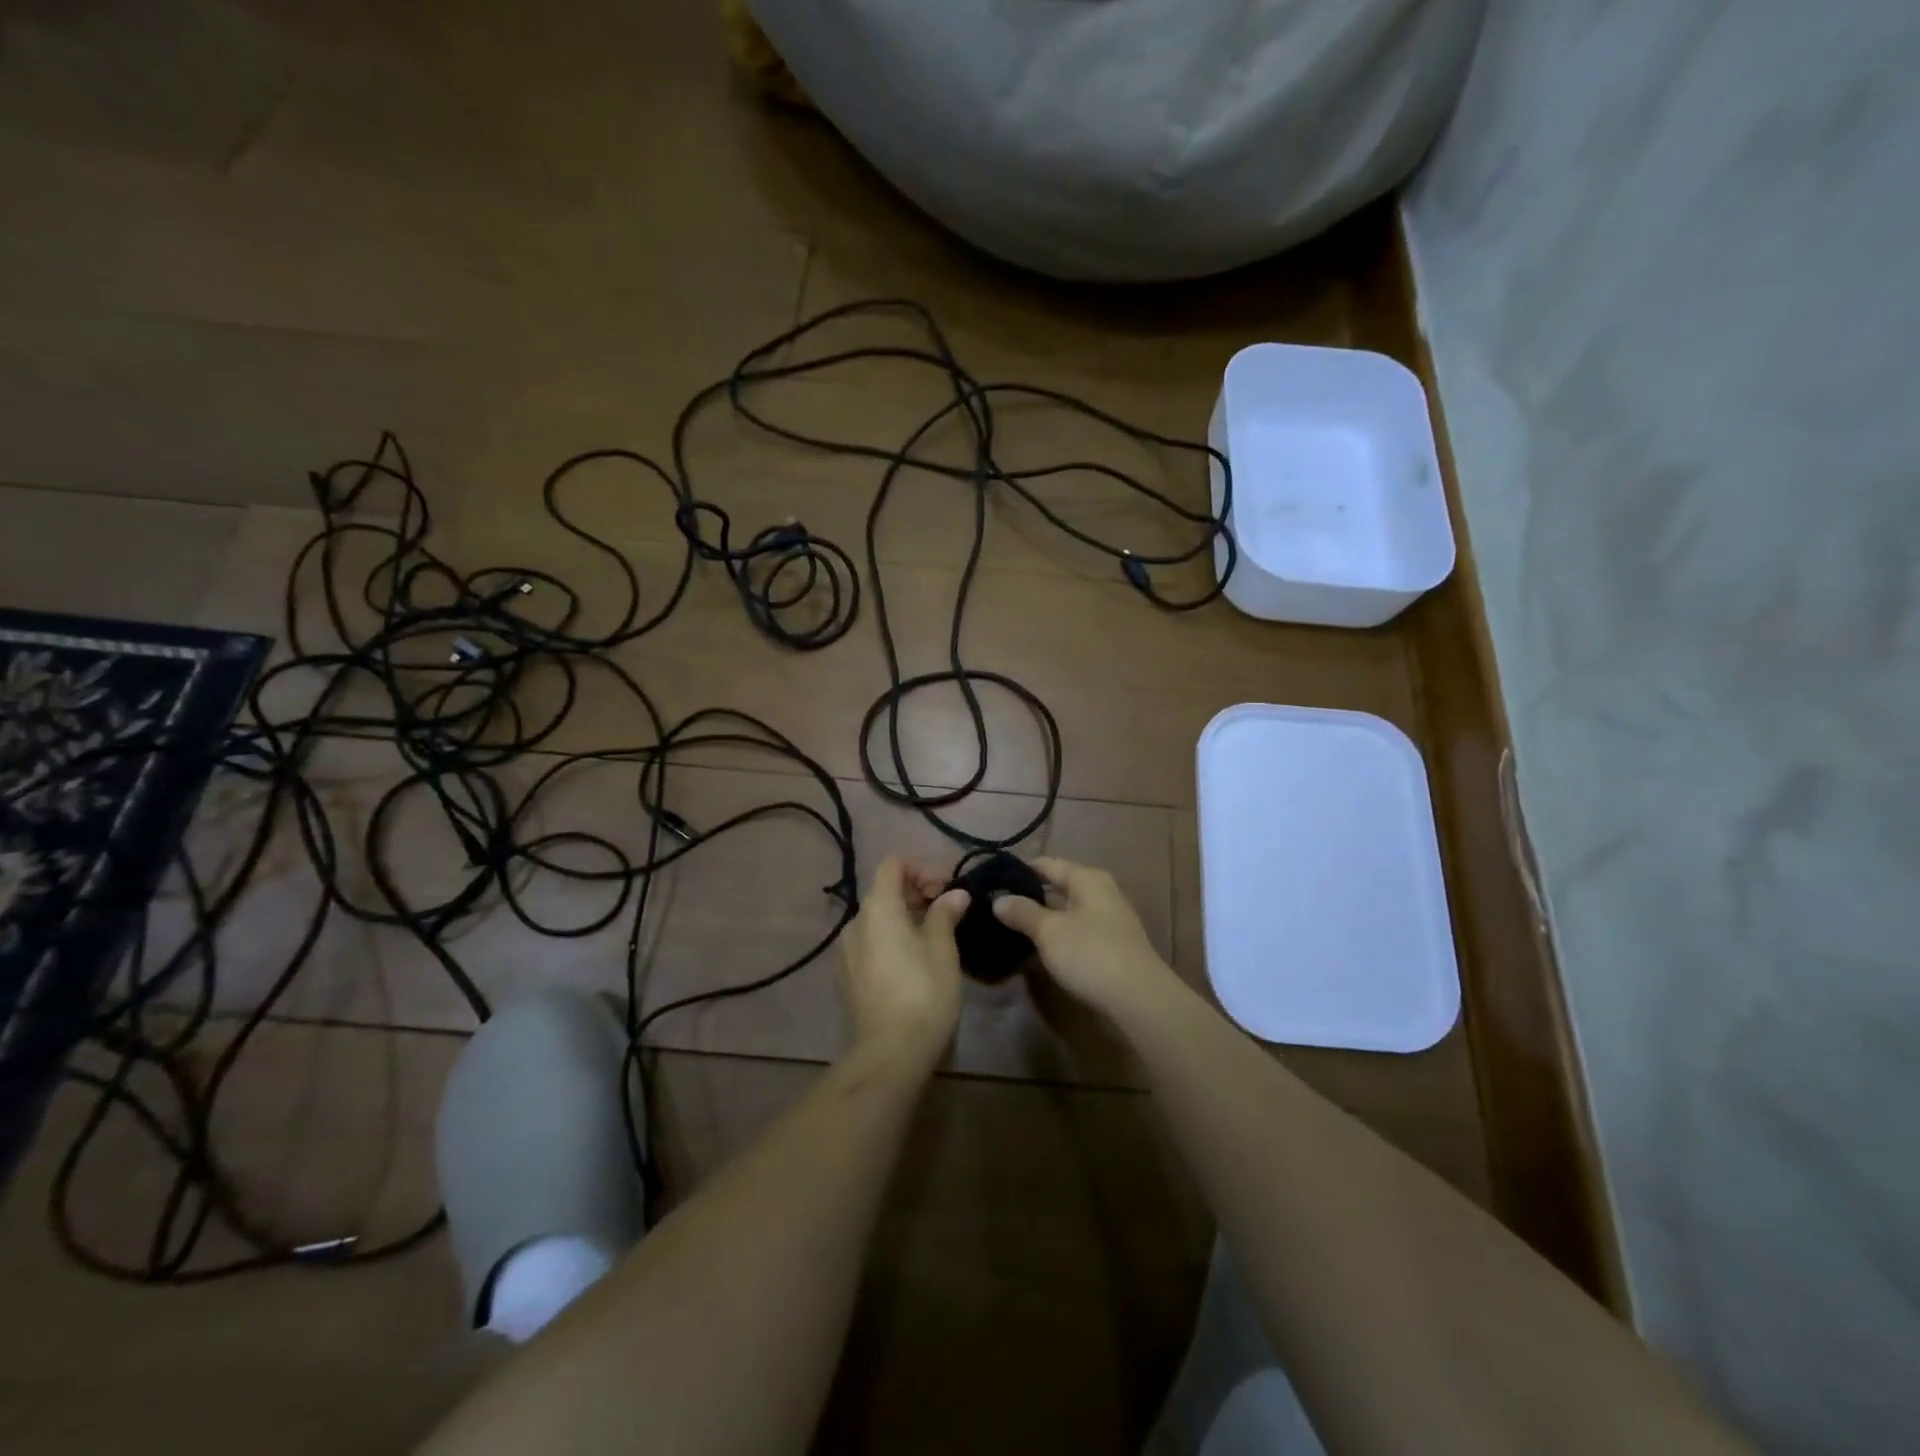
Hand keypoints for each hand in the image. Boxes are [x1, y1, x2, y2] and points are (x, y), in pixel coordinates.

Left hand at [837, 858, 968, 1074]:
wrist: (888, 1054)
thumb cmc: (923, 993)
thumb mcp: (942, 950)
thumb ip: (945, 914)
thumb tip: (955, 894)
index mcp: (878, 908)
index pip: (893, 865)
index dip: (920, 868)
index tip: (946, 888)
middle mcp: (855, 923)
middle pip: (884, 892)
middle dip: (916, 893)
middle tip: (947, 912)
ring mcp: (845, 952)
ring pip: (877, 920)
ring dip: (904, 918)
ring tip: (934, 938)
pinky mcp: (846, 978)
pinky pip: (870, 944)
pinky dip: (891, 940)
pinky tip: (913, 963)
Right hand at [992, 857, 1174, 1016]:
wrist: (1139, 998)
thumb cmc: (1090, 953)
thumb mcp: (1049, 931)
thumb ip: (1023, 912)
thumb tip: (998, 899)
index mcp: (1088, 878)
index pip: (1048, 864)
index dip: (1021, 869)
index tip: (994, 878)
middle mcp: (1102, 892)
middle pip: (1060, 885)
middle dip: (1032, 893)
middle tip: (999, 903)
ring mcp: (1111, 919)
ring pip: (1070, 909)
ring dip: (1045, 916)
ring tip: (1014, 925)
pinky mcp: (1114, 945)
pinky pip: (1079, 929)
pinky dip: (1060, 933)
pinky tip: (1042, 947)